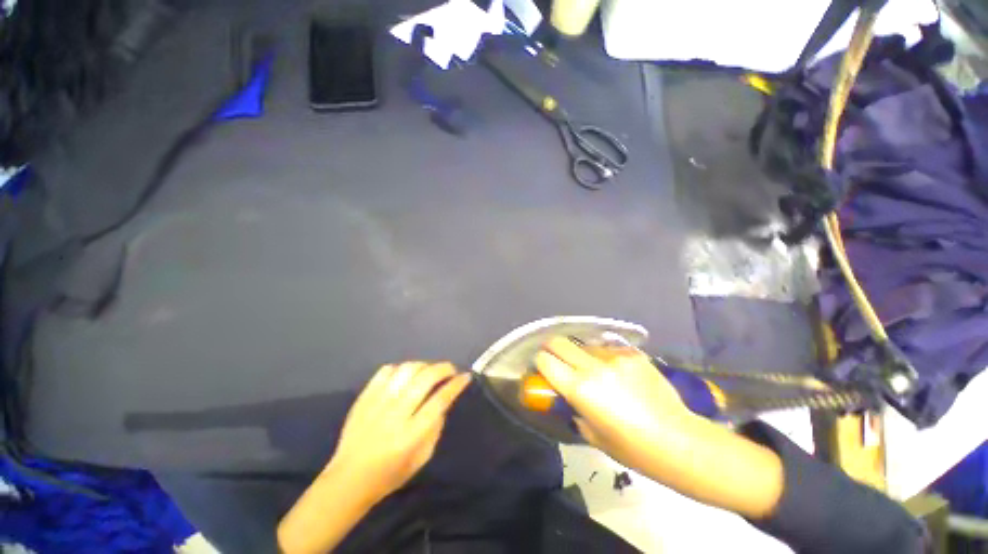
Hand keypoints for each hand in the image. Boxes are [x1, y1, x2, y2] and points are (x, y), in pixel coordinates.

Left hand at [327, 362, 471, 504]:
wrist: (347, 480)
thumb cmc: (389, 475)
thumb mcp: (421, 459)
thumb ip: (435, 428)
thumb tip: (443, 402)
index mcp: (410, 435)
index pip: (439, 400)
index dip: (455, 385)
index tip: (465, 376)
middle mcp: (395, 415)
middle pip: (425, 379)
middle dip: (443, 369)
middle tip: (451, 369)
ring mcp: (377, 403)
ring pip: (406, 370)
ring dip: (424, 365)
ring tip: (429, 371)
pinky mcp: (364, 398)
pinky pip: (385, 371)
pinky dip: (400, 368)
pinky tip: (405, 376)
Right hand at [534, 337, 691, 468]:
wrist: (678, 440)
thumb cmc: (632, 448)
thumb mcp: (592, 435)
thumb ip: (574, 410)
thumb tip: (567, 396)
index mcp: (579, 388)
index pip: (545, 360)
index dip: (539, 362)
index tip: (541, 367)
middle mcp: (593, 366)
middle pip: (559, 342)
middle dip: (551, 348)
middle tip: (556, 358)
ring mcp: (614, 357)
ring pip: (584, 344)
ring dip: (580, 354)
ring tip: (591, 368)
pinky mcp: (632, 354)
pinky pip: (608, 349)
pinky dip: (603, 357)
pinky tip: (615, 371)